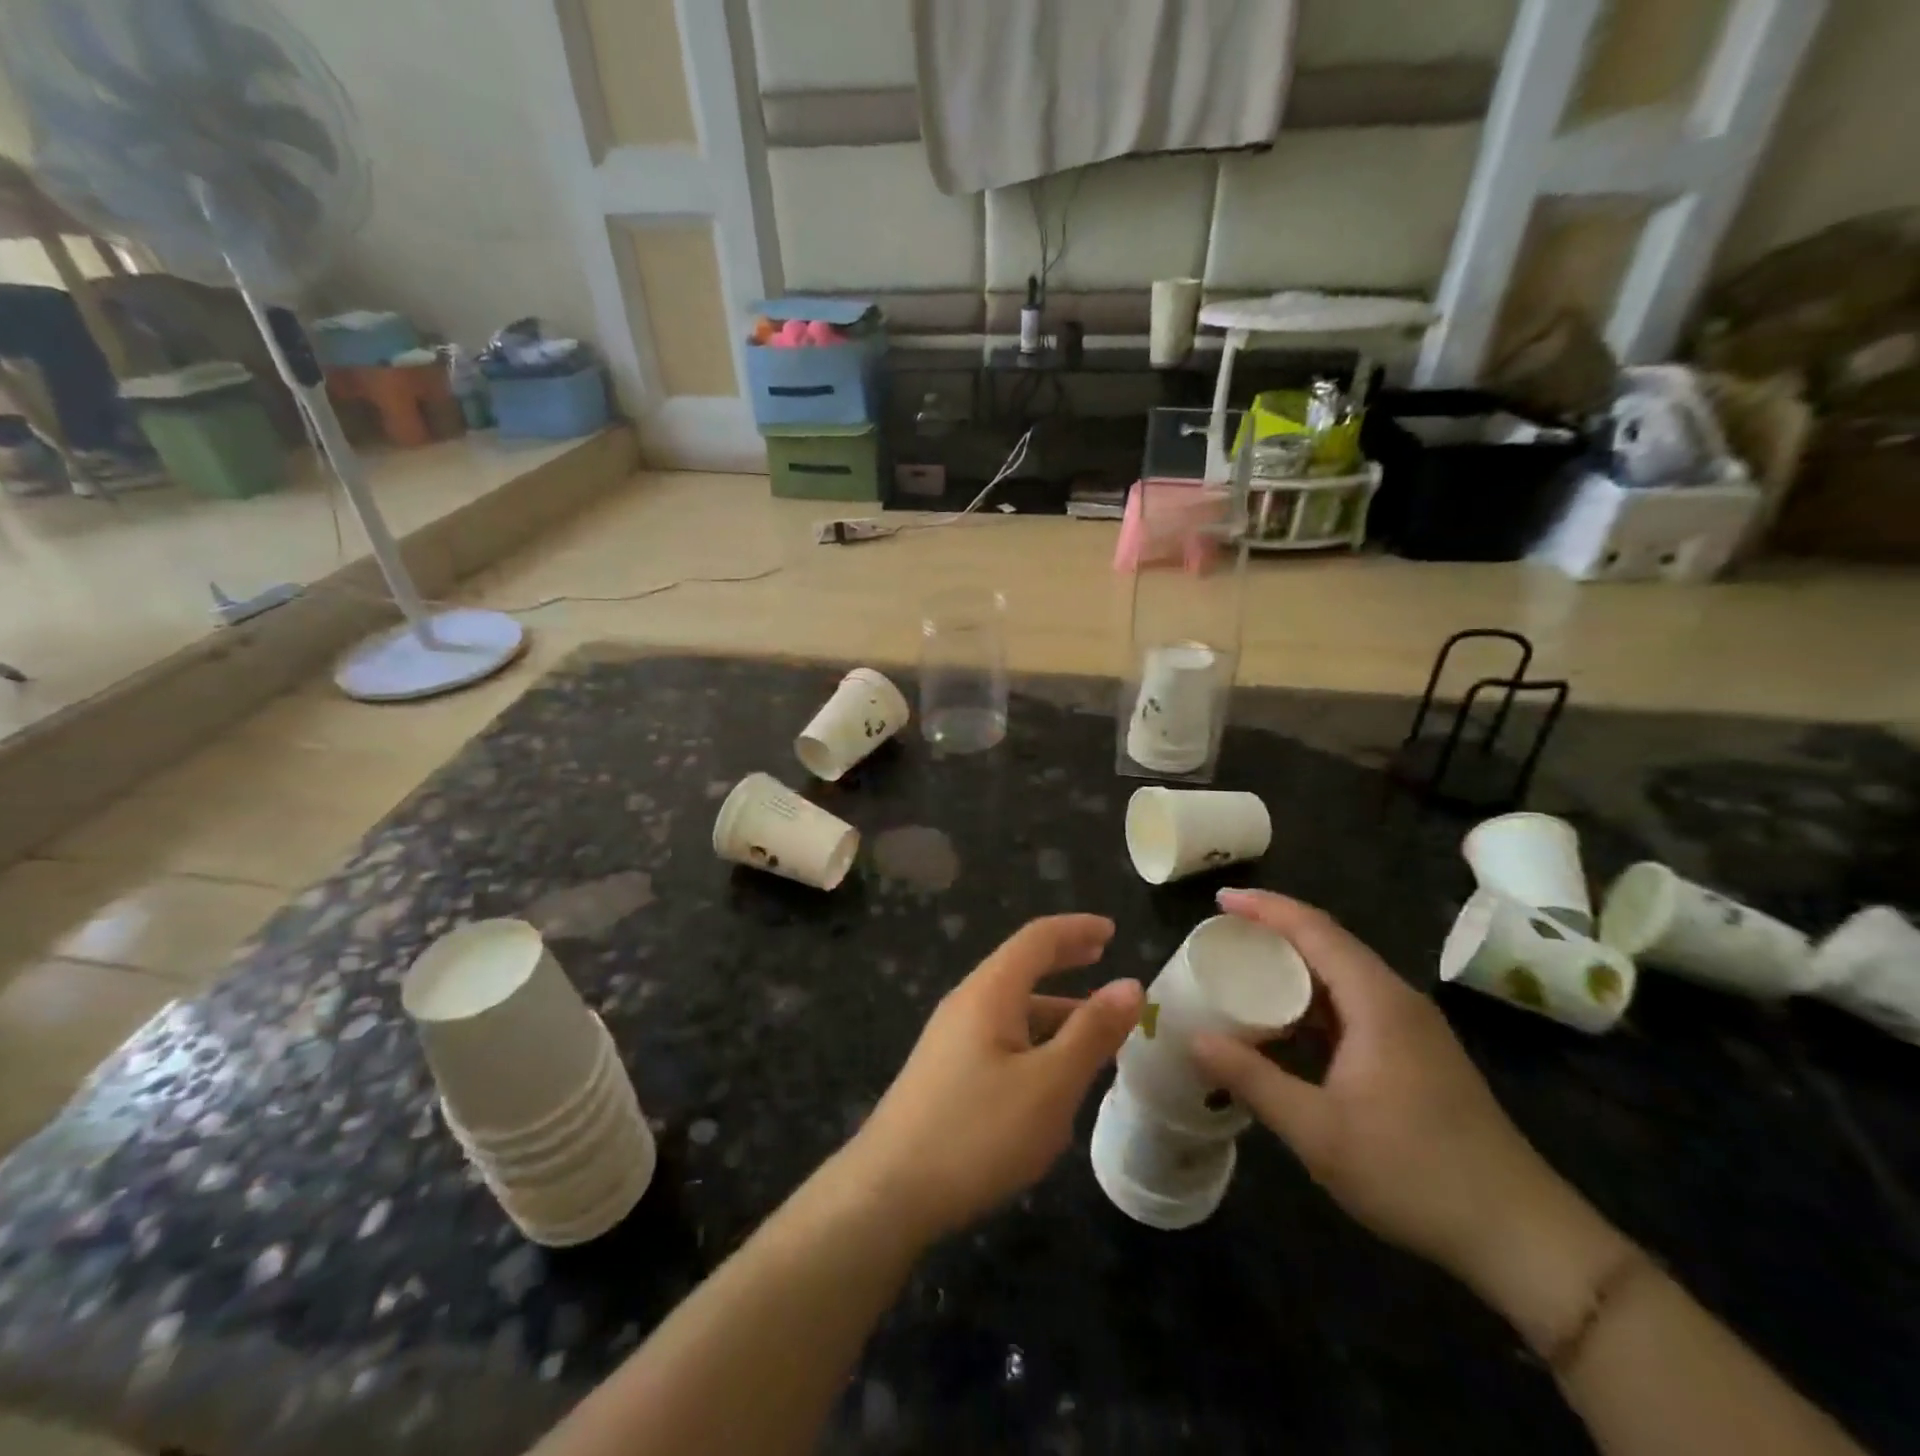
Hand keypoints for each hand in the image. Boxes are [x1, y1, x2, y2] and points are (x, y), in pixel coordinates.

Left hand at [841, 915, 1143, 1242]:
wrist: (888, 1192)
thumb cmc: (977, 1132)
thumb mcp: (1050, 1084)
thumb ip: (1092, 1032)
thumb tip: (1130, 984)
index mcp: (990, 992)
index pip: (1037, 939)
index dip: (1076, 929)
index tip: (1112, 929)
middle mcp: (966, 1004)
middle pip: (1021, 967)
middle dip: (1064, 959)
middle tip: (1103, 957)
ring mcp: (951, 1040)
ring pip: (1012, 1009)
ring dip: (1055, 1010)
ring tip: (1096, 1032)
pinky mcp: (945, 1074)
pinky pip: (1001, 1040)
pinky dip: (1036, 1041)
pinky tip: (1054, 1079)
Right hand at [1191, 890, 1575, 1287]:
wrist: (1521, 1236)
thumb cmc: (1414, 1173)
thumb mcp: (1318, 1132)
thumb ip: (1252, 1079)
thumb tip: (1193, 1039)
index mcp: (1378, 1002)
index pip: (1315, 929)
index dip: (1265, 908)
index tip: (1219, 900)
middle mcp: (1397, 1001)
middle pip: (1329, 943)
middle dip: (1273, 931)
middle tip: (1220, 936)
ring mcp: (1411, 1028)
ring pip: (1342, 975)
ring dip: (1293, 967)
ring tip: (1242, 971)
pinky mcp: (1415, 1054)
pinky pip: (1353, 1005)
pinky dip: (1311, 1001)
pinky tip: (1286, 1024)